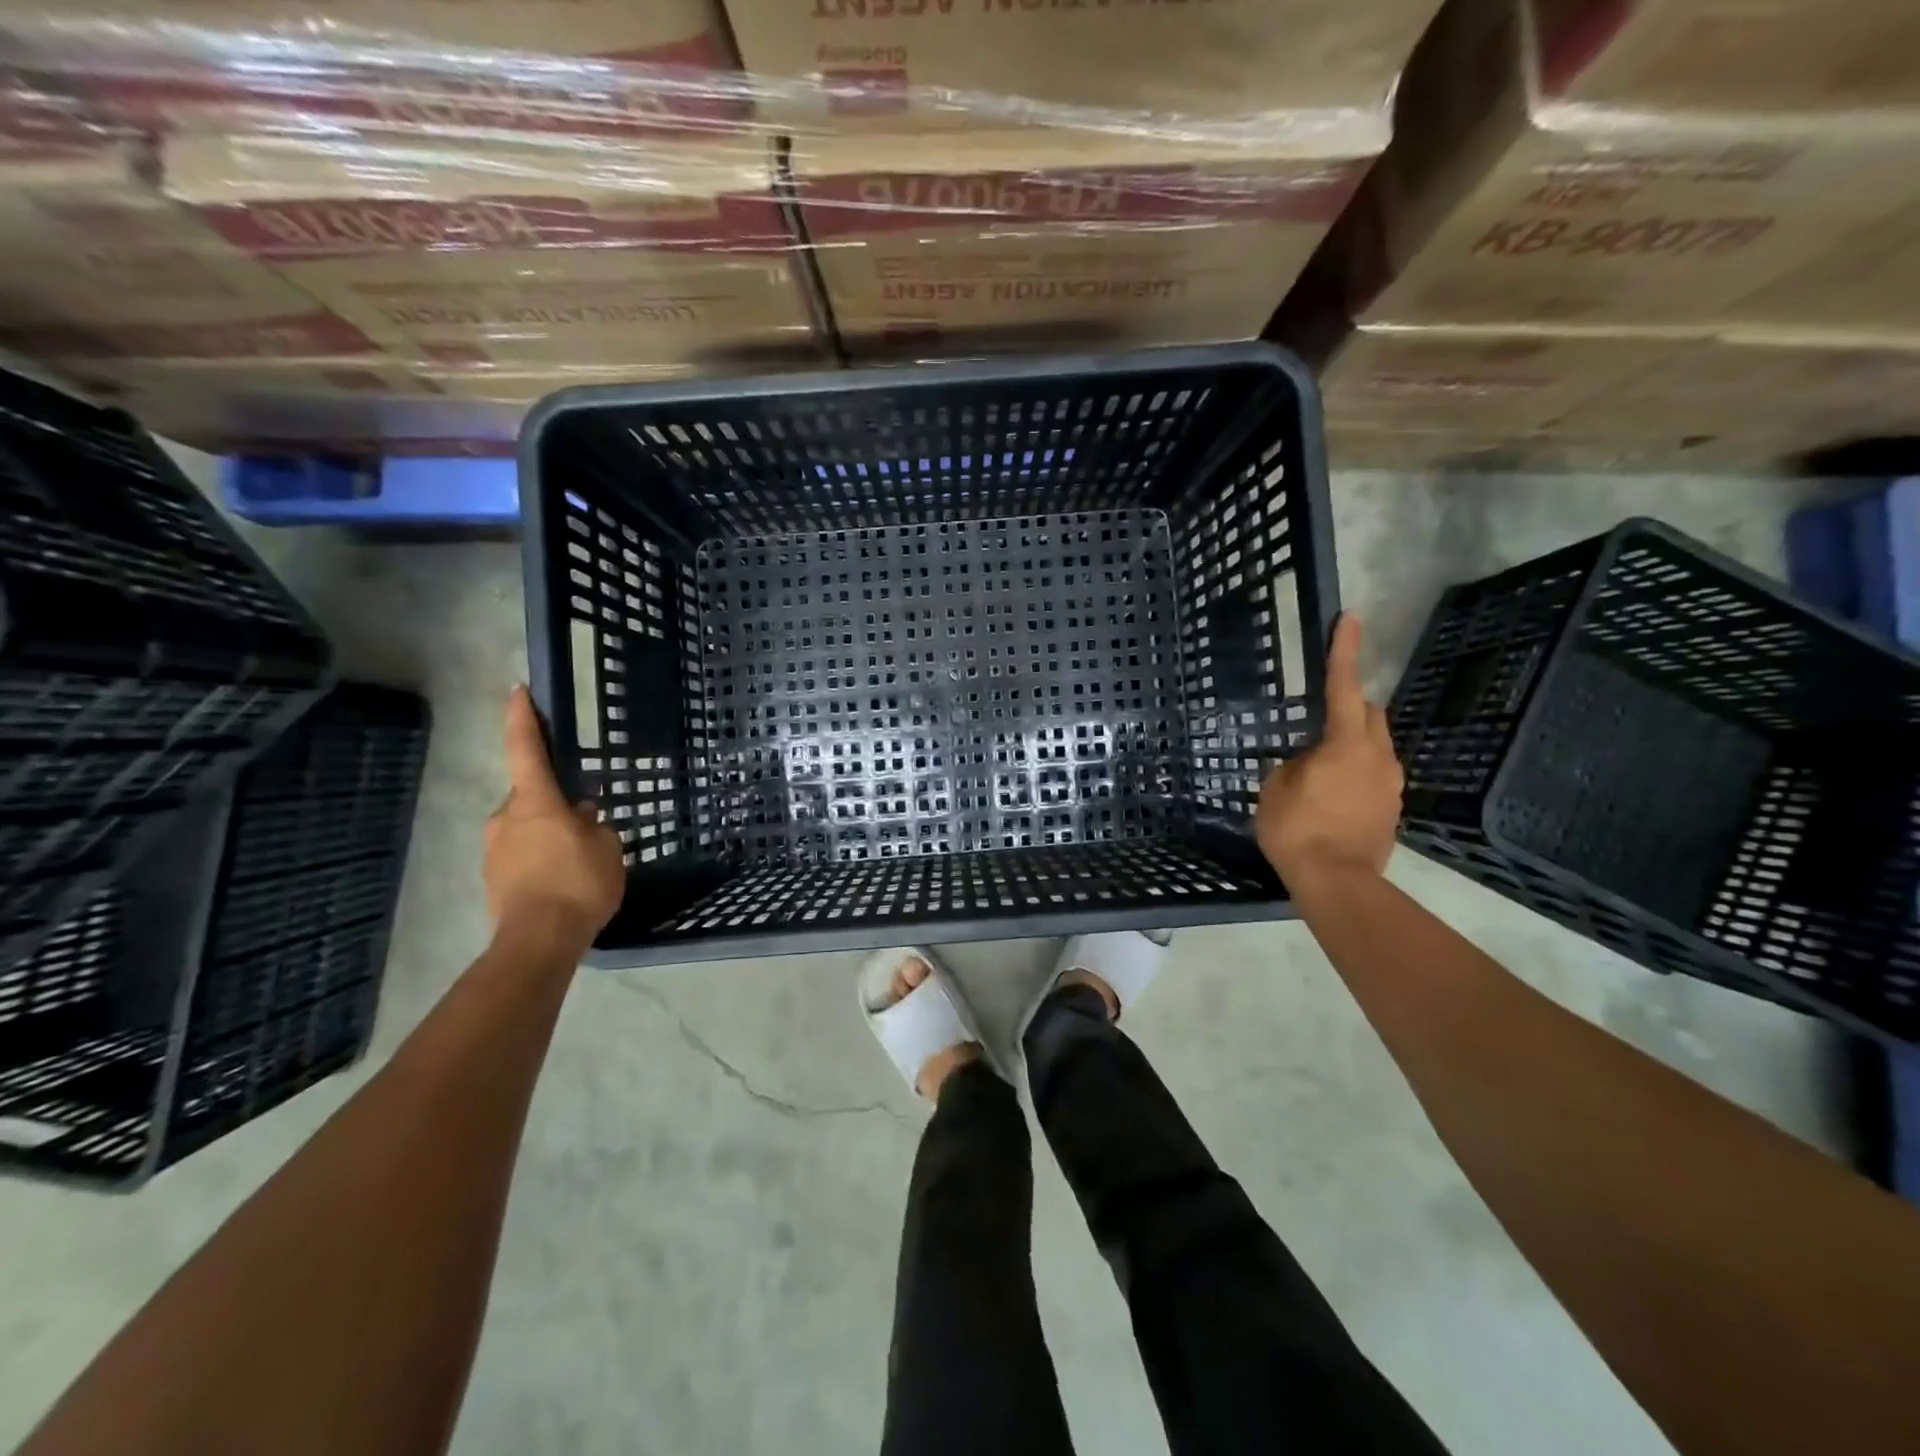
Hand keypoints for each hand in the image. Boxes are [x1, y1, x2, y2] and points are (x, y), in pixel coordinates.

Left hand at [485, 686, 625, 948]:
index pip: (525, 749)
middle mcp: (506, 819)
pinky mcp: (493, 880)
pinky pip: (522, 857)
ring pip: (525, 830)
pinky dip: (540, 861)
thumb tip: (581, 816)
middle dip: (552, 805)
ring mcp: (494, 851)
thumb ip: (595, 825)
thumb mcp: (607, 847)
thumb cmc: (579, 882)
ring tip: (578, 861)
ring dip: (547, 836)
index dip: (522, 719)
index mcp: (535, 802)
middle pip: (529, 798)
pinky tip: (563, 882)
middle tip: (583, 823)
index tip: (518, 692)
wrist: (540, 940)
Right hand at [1256, 615, 1403, 883]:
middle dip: (1349, 708)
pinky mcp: (1391, 809)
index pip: (1343, 687)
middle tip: (1317, 722)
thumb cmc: (1298, 830)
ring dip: (1350, 746)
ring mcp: (1390, 785)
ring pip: (1373, 748)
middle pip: (1369, 715)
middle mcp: (1378, 757)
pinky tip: (1331, 798)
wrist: (1337, 883)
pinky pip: (1373, 777)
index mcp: (1346, 744)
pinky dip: (1354, 775)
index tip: (1351, 618)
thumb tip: (1305, 762)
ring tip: (1318, 770)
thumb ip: (1292, 765)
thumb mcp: (1275, 789)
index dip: (1343, 652)